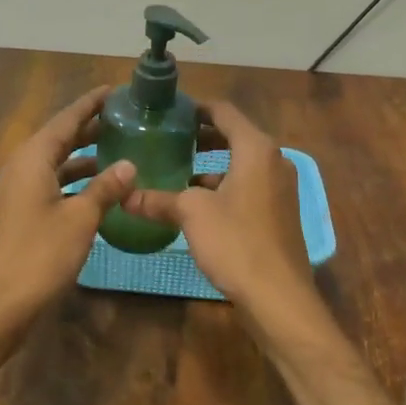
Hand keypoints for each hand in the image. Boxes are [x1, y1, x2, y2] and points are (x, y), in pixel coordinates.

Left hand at [0, 86, 135, 340]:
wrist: (0, 303)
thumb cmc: (40, 255)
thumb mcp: (80, 218)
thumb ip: (105, 188)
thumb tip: (129, 163)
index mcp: (33, 160)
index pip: (65, 120)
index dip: (90, 105)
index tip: (114, 91)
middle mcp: (22, 168)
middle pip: (59, 138)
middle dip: (89, 127)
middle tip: (122, 118)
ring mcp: (19, 192)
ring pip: (55, 162)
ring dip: (83, 155)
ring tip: (117, 148)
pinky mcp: (22, 213)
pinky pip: (52, 183)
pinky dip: (75, 179)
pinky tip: (99, 188)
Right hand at [122, 101, 322, 326]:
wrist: (278, 296)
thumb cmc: (236, 242)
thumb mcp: (191, 214)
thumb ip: (158, 200)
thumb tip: (124, 196)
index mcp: (256, 149)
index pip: (224, 112)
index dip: (196, 108)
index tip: (170, 112)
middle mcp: (274, 161)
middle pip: (235, 136)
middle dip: (202, 137)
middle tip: (169, 139)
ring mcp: (281, 188)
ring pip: (242, 164)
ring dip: (212, 165)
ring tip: (178, 170)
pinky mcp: (280, 213)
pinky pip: (249, 186)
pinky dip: (225, 186)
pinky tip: (199, 204)